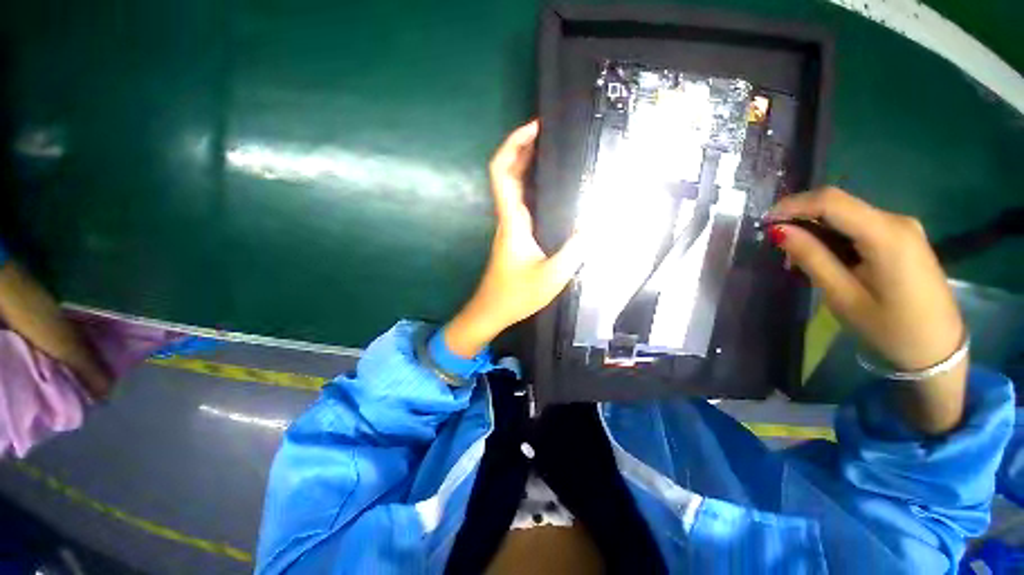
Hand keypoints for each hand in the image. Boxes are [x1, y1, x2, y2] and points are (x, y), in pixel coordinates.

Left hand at [444, 120, 583, 357]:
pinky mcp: (514, 236)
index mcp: (512, 221)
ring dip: (527, 165)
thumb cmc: (516, 295)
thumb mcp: (552, 275)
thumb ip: (575, 250)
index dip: (513, 145)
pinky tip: (552, 189)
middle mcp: (508, 218)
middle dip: (523, 147)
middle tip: (550, 133)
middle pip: (507, 173)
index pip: (502, 173)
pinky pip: (521, 202)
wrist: (492, 310)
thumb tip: (596, 226)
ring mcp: (509, 227)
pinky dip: (532, 187)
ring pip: (513, 187)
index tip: (534, 128)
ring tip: (555, 152)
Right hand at [769, 188, 966, 432]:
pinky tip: (823, 254)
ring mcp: (902, 227)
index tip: (763, 221)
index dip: (793, 205)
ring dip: (815, 227)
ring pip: (847, 213)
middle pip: (839, 203)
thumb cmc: (891, 329)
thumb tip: (779, 230)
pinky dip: (833, 234)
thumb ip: (812, 258)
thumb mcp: (844, 296)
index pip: (831, 201)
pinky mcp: (902, 237)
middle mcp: (897, 221)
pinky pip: (859, 224)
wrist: (938, 348)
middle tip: (775, 241)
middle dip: (801, 216)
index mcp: (887, 235)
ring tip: (795, 254)